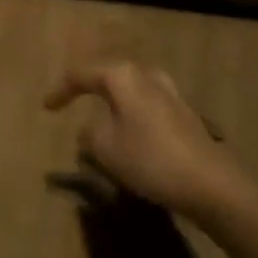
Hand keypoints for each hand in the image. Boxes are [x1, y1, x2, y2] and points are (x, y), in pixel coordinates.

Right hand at [44, 61, 257, 219]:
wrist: (211, 184)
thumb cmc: (150, 159)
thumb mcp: (105, 148)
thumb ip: (89, 132)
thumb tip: (91, 127)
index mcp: (122, 76)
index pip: (81, 73)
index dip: (61, 90)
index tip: (46, 107)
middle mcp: (146, 74)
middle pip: (109, 73)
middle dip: (89, 86)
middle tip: (71, 98)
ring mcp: (169, 92)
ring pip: (130, 88)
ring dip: (112, 99)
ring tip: (99, 114)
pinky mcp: (183, 113)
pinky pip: (145, 104)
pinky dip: (130, 112)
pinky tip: (128, 129)